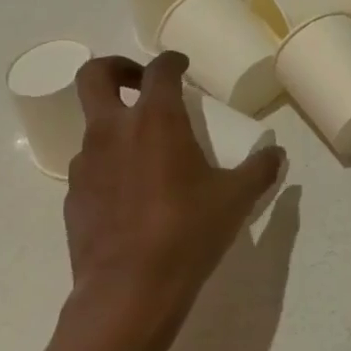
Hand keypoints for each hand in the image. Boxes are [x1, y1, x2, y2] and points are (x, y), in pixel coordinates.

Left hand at [61, 52, 283, 350]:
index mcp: (155, 120)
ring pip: (93, 125)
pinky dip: (110, 165)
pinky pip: (91, 166)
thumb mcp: (236, 199)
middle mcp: (113, 131)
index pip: (159, 70)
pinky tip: (133, 194)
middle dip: (117, 68)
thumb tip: (277, 156)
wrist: (129, 290)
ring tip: (147, 151)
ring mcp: (86, 164)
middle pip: (94, 76)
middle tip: (141, 83)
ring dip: (117, 124)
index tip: (183, 65)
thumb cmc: (188, 232)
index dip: (172, 60)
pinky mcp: (73, 196)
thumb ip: (259, 170)